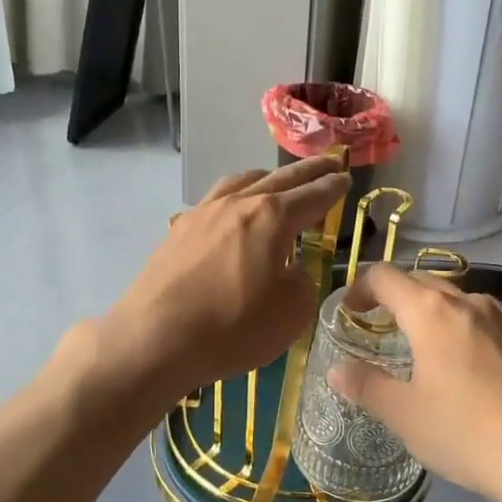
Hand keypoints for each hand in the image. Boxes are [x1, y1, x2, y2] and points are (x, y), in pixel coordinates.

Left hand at [103, 157, 350, 393]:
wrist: (155, 338)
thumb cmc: (233, 326)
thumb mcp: (291, 312)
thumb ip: (302, 282)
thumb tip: (291, 269)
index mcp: (272, 217)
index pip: (313, 195)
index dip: (333, 188)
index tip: (346, 178)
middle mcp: (238, 203)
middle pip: (281, 178)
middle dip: (309, 171)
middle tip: (329, 163)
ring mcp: (203, 213)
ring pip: (242, 181)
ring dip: (268, 178)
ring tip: (278, 181)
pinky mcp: (178, 230)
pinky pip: (214, 200)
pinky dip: (235, 197)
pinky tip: (230, 211)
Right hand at [327, 264, 501, 501]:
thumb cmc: (465, 433)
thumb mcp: (404, 415)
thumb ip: (366, 386)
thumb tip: (337, 370)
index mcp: (432, 313)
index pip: (386, 277)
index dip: (361, 287)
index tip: (351, 311)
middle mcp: (471, 304)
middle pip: (425, 283)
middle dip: (399, 298)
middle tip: (384, 328)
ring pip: (463, 303)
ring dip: (438, 315)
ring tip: (431, 350)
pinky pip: (493, 326)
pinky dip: (472, 335)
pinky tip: (477, 372)